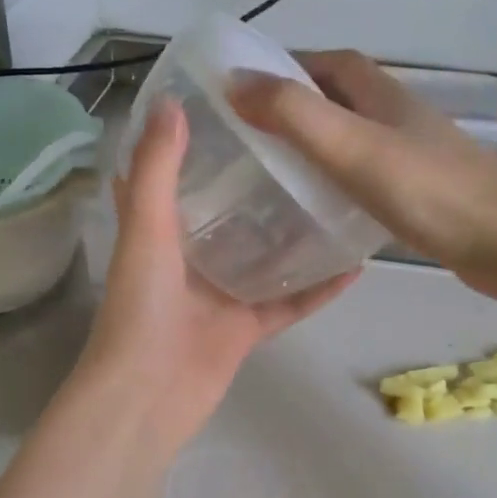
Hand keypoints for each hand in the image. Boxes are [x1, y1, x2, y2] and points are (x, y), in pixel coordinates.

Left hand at [77, 98, 357, 450]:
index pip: (176, 174)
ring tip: (340, 194)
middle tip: (308, 146)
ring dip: (298, 232)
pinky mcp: (247, 328)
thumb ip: (157, 169)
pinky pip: (290, 301)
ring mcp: (221, 295)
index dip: (197, 140)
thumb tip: (171, 101)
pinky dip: (320, 287)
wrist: (147, 397)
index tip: (234, 105)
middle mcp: (190, 259)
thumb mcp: (146, 229)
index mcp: (158, 230)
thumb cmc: (141, 309)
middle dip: (262, 182)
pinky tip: (355, 262)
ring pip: (267, 257)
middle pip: (231, 213)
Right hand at [231, 50, 496, 292]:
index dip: (290, 66)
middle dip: (299, 107)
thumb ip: (293, 115)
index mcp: (383, 95)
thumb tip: (234, 81)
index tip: (247, 90)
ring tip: (278, 172)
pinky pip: (371, 175)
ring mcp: (416, 155)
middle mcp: (400, 117)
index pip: (331, 63)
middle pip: (343, 99)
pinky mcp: (424, 192)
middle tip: (254, 137)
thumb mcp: (351, 148)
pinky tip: (325, 209)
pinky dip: (342, 180)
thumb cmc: (427, 190)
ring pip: (357, 138)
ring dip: (321, 145)